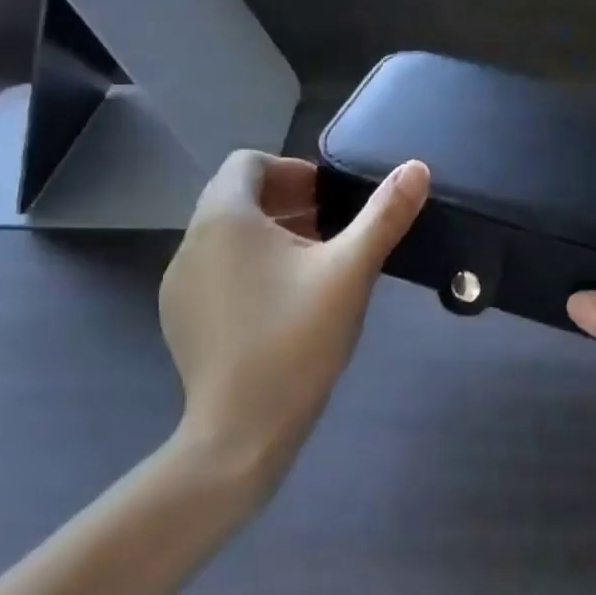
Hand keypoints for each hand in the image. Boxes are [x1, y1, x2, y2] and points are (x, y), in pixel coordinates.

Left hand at [162, 151, 429, 488]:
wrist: (240, 431)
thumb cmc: (296, 339)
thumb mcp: (350, 272)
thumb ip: (384, 215)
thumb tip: (417, 167)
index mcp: (225, 217)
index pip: (248, 163)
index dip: (291, 171)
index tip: (328, 200)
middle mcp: (191, 241)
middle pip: (236, 198)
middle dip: (285, 203)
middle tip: (330, 231)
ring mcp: (178, 282)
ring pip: (226, 236)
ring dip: (268, 236)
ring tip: (311, 266)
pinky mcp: (178, 317)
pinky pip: (214, 270)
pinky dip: (246, 267)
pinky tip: (280, 305)